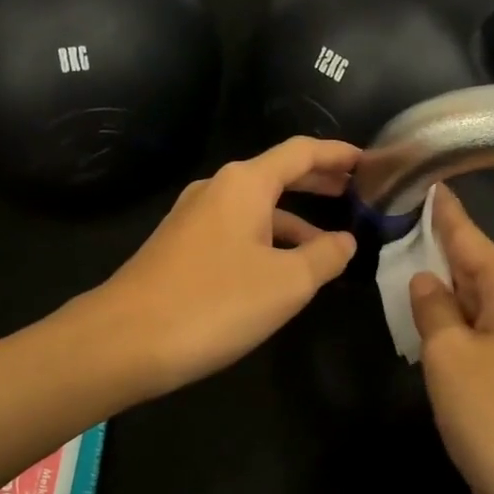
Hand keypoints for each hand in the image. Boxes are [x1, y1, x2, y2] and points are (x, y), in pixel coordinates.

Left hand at [90, 137, 360, 397]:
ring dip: (294, 222)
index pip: (301, 153)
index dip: (338, 154)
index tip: (369, 162)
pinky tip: (281, 271)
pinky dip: (267, 241)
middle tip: (356, 194)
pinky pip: (236, 232)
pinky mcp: (180, 248)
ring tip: (329, 247)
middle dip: (318, 184)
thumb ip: (325, 257)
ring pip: (256, 209)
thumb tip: (346, 241)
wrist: (124, 340)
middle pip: (277, 175)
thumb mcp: (287, 283)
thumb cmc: (215, 303)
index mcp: (244, 184)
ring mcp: (193, 218)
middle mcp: (216, 190)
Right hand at [410, 185, 493, 493]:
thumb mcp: (450, 355)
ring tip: (397, 260)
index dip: (443, 210)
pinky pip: (475, 333)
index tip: (425, 179)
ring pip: (471, 300)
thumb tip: (424, 280)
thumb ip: (432, 309)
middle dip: (435, 245)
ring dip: (439, 286)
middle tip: (392, 220)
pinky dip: (448, 323)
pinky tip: (421, 319)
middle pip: (472, 264)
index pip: (468, 235)